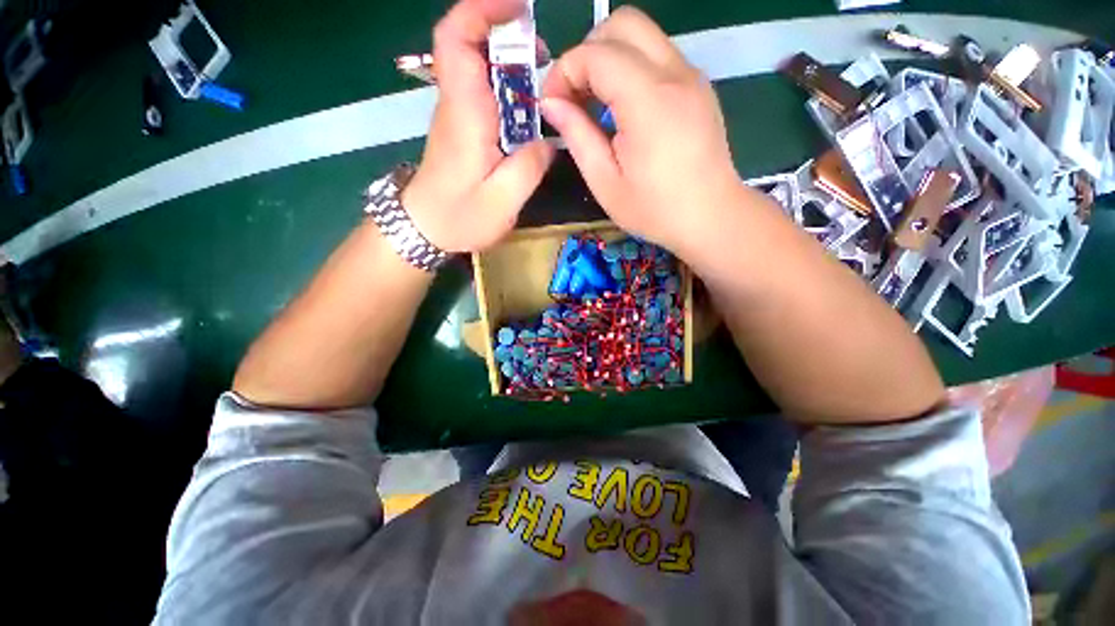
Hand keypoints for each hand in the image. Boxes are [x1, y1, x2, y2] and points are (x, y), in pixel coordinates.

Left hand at [403, 0, 554, 253]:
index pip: (457, 37)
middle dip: (506, 33)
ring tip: (543, 81)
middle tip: (544, 55)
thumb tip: (547, 141)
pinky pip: (483, 92)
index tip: (518, 7)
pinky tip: (527, 110)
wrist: (425, 228)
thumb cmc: (459, 217)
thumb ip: (530, 167)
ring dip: (510, 62)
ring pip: (478, 66)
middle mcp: (458, 104)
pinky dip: (507, 88)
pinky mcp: (463, 128)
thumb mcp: (503, 201)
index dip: (482, 9)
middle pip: (469, 43)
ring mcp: (458, 115)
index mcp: (465, 113)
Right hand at [540, 8, 741, 254]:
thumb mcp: (605, 182)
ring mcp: (691, 76)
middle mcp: (675, 74)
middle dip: (587, 53)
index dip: (563, 71)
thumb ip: (577, 136)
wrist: (711, 217)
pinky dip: (631, 69)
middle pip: (622, 24)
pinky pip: (657, 56)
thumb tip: (552, 103)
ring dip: (609, 59)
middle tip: (575, 97)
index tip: (552, 105)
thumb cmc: (655, 210)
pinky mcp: (697, 86)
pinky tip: (623, 110)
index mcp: (649, 101)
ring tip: (595, 105)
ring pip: (642, 36)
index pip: (596, 53)